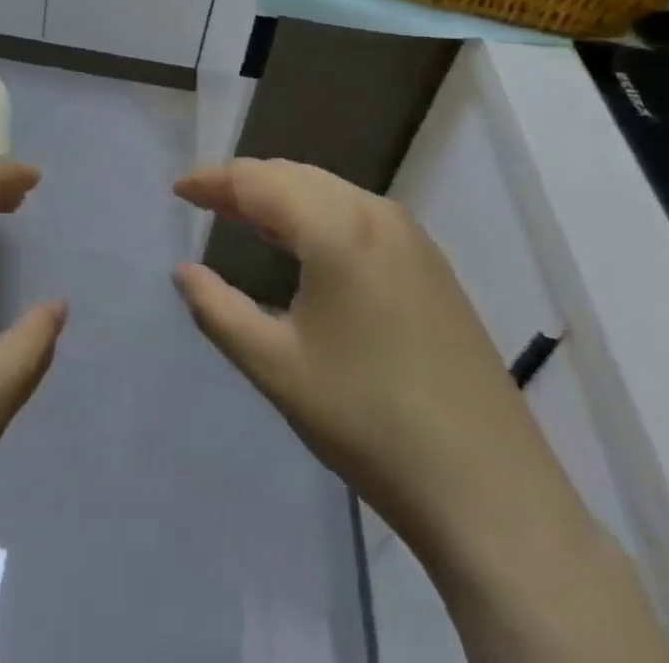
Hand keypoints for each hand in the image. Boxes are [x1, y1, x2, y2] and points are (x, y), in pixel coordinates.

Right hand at [170, 159, 596, 577]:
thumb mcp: (275, 366)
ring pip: (328, 191)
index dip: (212, 181)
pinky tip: (304, 245)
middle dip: (245, 183)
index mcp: (336, 227)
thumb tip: (184, 271)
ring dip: (281, 196)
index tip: (178, 190)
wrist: (490, 492)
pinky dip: (317, 214)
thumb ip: (217, 309)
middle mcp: (376, 213)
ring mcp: (412, 237)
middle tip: (205, 202)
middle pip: (294, 176)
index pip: (258, 181)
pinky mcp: (431, 265)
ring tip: (244, 217)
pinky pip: (357, 214)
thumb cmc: (368, 421)